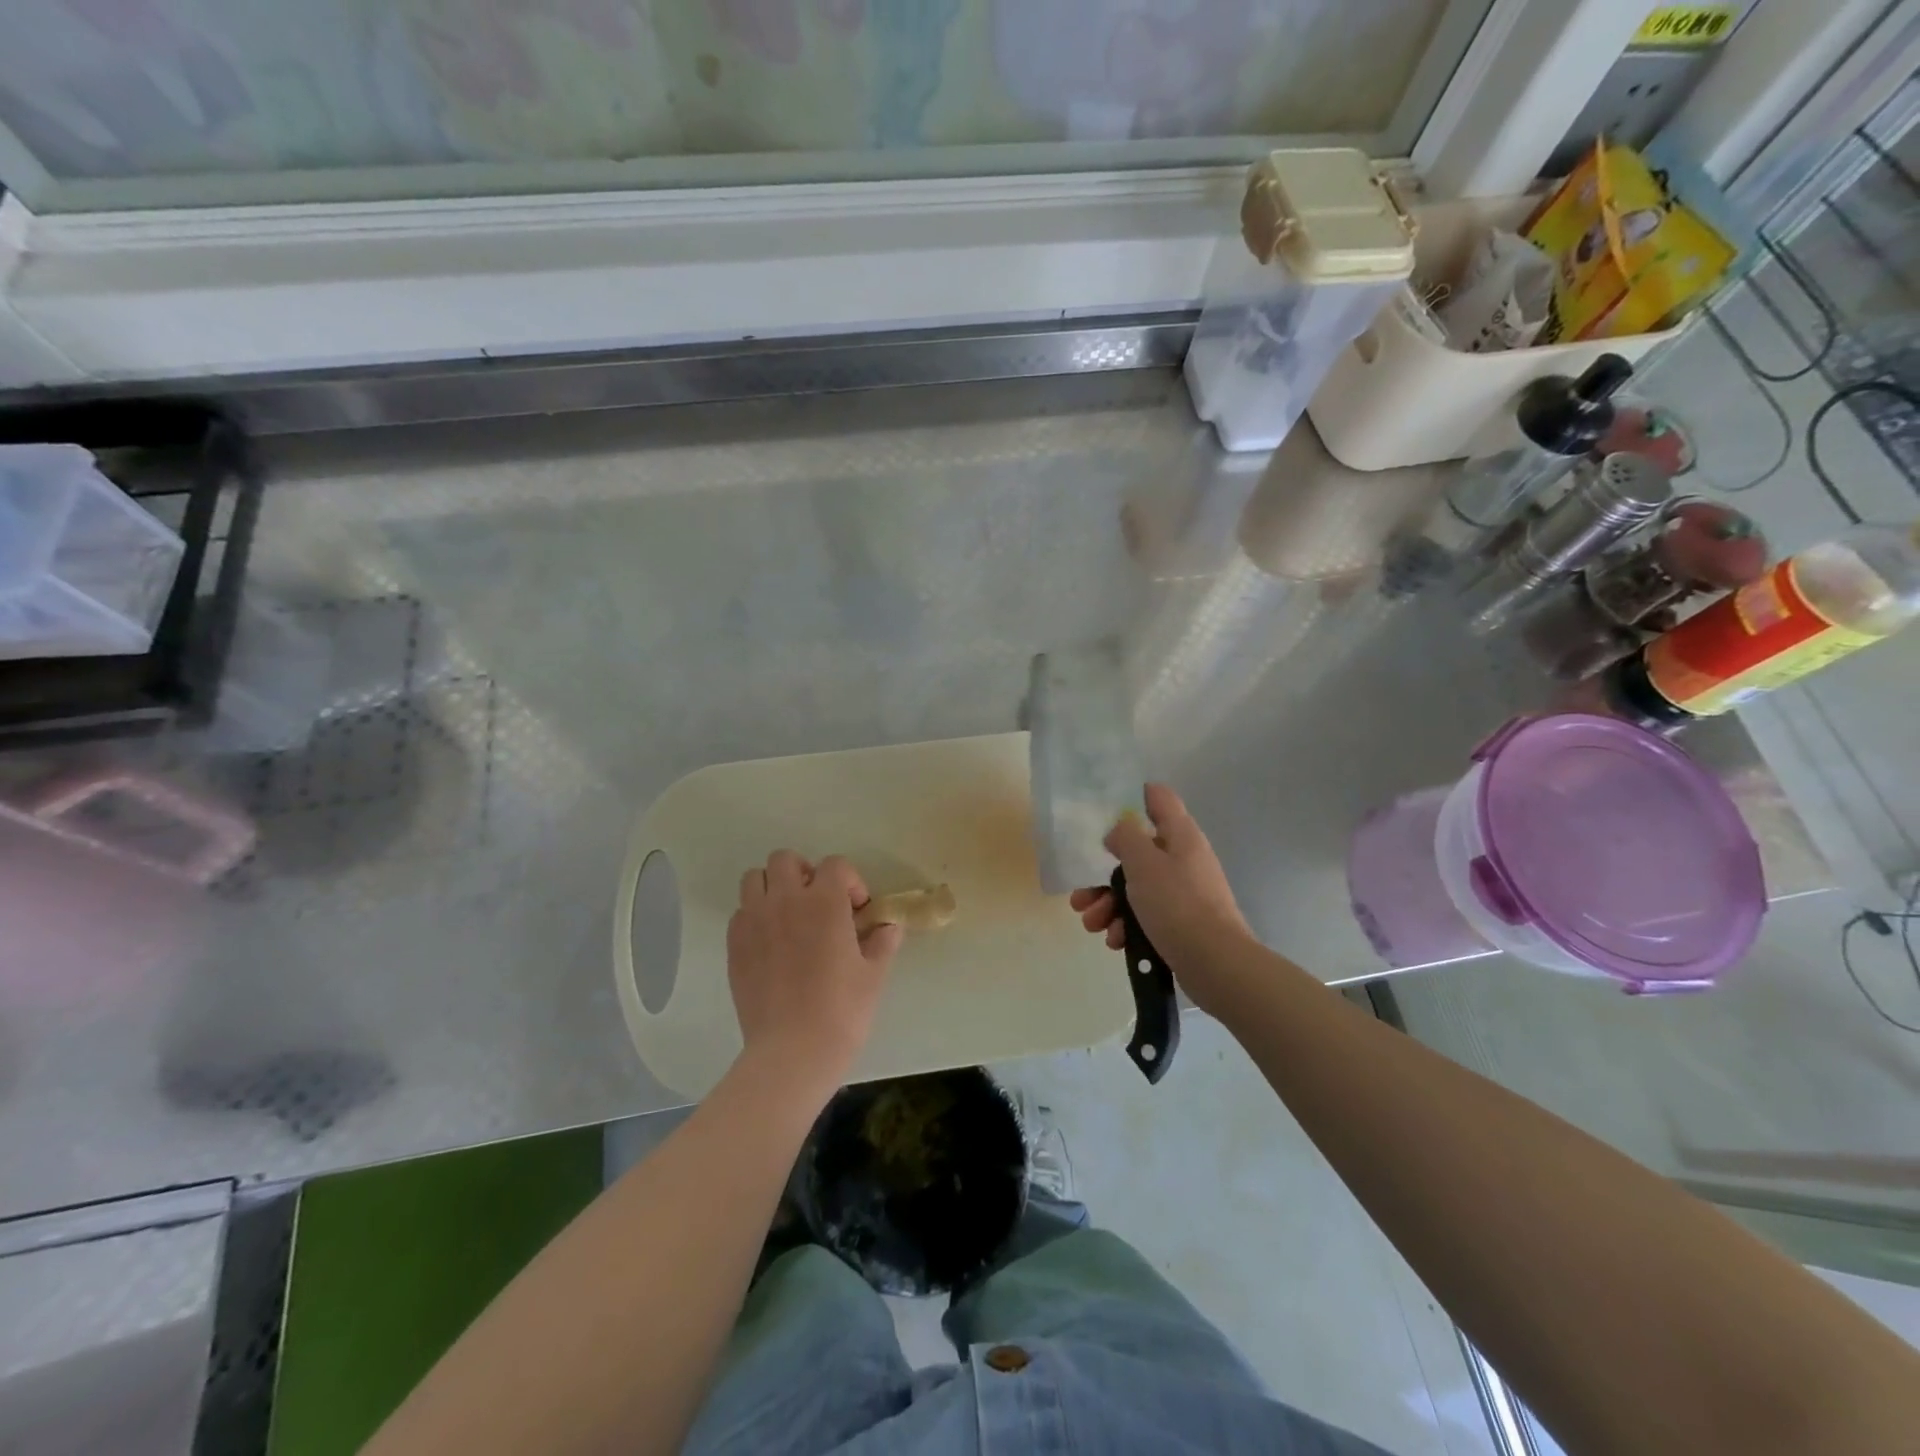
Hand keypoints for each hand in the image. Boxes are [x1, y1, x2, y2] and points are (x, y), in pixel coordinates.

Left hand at [727, 851, 902, 1097]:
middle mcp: (785, 901)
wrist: (792, 1052)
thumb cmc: (842, 1011)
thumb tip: (889, 927)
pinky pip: (741, 913)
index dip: (850, 881)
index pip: (835, 865)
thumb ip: (882, 942)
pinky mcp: (734, 945)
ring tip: (790, 916)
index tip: (857, 909)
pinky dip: (755, 916)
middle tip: (819, 904)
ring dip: (774, 888)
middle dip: (805, 873)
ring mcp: (755, 921)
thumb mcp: (874, 975)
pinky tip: (771, 944)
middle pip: (786, 860)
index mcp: (824, 902)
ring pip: (756, 879)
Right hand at [1069, 783, 1253, 1013]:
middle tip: (1082, 895)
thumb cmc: (1177, 904)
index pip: (1158, 798)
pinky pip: (1145, 916)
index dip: (1132, 798)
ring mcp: (1183, 892)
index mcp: (1180, 834)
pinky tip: (1115, 941)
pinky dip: (1126, 926)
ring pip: (1135, 888)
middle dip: (1104, 874)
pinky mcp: (1180, 923)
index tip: (1103, 814)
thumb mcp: (1143, 862)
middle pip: (1137, 853)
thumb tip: (1119, 832)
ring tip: (1092, 924)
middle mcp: (1183, 858)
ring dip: (1108, 905)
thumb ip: (1125, 837)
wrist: (1215, 964)